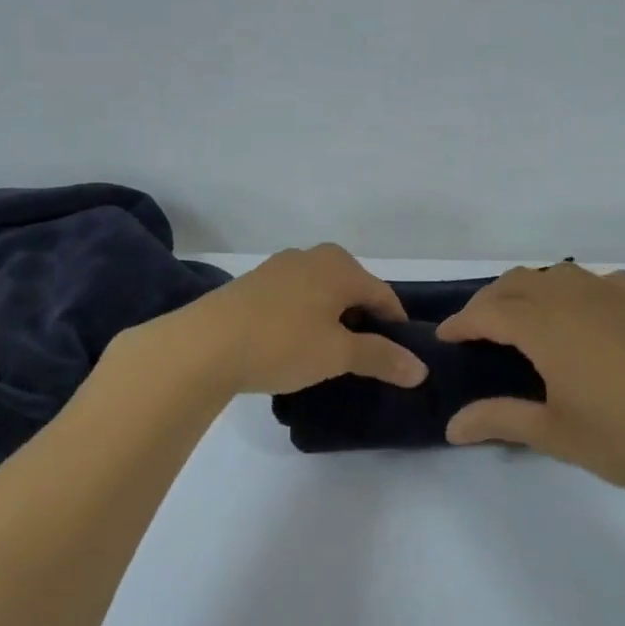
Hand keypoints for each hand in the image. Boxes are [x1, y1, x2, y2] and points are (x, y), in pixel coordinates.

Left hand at [159, 244, 428, 396]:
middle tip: (363, 360)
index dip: (396, 328)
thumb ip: (381, 358)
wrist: (204, 345)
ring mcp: (279, 267)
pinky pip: (295, 299)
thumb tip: (420, 369)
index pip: (384, 296)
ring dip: (332, 321)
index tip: (398, 359)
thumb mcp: (337, 354)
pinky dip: (305, 319)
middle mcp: (312, 256)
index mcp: (340, 265)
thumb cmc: (282, 344)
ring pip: (322, 294)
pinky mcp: (254, 284)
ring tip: (327, 356)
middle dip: (363, 323)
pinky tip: (293, 345)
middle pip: (353, 291)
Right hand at [437, 263, 624, 517]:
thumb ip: (498, 419)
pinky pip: (595, 281)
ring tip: (521, 324)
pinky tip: (580, 318)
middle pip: (518, 282)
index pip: (489, 312)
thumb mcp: (555, 434)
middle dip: (489, 302)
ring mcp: (617, 294)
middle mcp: (577, 296)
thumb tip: (451, 426)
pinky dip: (572, 290)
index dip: (462, 323)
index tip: (444, 338)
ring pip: (557, 274)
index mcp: (548, 325)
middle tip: (476, 334)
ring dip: (528, 291)